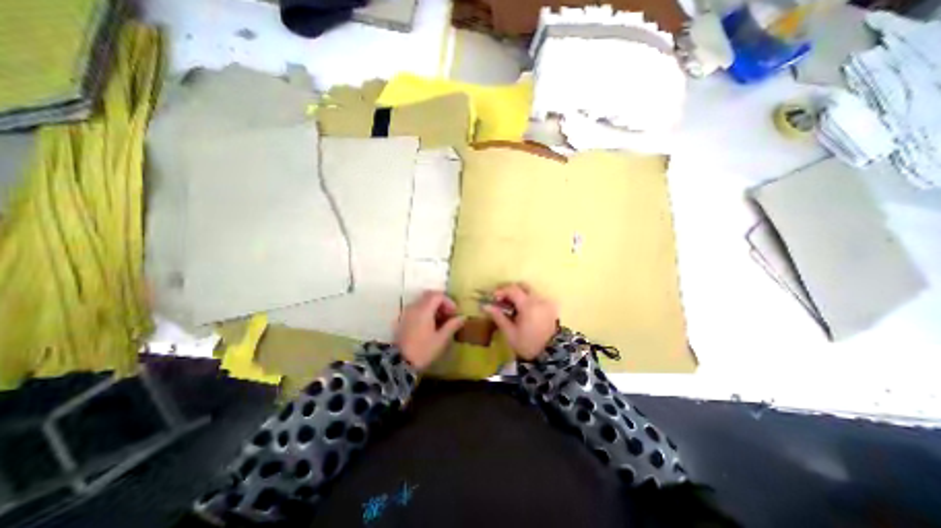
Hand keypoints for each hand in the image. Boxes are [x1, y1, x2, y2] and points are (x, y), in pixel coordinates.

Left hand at [394, 290, 464, 368]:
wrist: (399, 363)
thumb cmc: (423, 350)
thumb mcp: (441, 339)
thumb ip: (452, 326)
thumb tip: (463, 317)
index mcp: (424, 310)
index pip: (438, 295)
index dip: (448, 301)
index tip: (454, 313)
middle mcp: (414, 307)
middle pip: (429, 295)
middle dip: (441, 301)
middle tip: (448, 314)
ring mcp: (407, 312)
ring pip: (422, 301)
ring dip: (433, 306)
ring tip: (440, 320)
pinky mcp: (403, 319)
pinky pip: (416, 308)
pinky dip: (425, 310)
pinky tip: (430, 324)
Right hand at [481, 282, 552, 359]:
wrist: (550, 356)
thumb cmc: (527, 345)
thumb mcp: (510, 332)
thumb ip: (498, 316)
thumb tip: (485, 306)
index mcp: (528, 305)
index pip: (512, 289)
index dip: (501, 291)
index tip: (493, 298)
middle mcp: (539, 300)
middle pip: (522, 286)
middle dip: (510, 290)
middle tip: (501, 299)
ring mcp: (546, 302)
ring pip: (530, 291)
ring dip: (518, 294)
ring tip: (510, 306)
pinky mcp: (550, 307)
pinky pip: (536, 297)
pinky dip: (527, 299)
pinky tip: (521, 310)